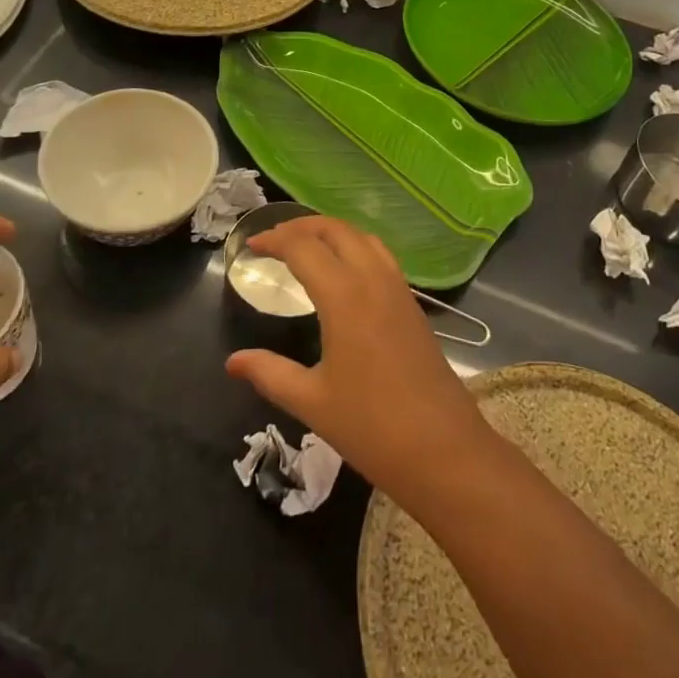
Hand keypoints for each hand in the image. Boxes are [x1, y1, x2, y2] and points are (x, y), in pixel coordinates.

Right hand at [225, 216, 490, 501]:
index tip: (252, 246)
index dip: (275, 240)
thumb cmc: (372, 427)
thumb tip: (233, 362)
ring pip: (363, 237)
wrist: (445, 451)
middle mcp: (373, 280)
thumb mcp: (312, 402)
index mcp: (344, 296)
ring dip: (332, 232)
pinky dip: (355, 247)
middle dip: (303, 226)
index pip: (304, 247)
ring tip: (306, 246)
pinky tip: (344, 273)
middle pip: (336, 230)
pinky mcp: (413, 305)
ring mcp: (398, 290)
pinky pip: (381, 257)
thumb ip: (270, 374)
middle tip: (274, 239)